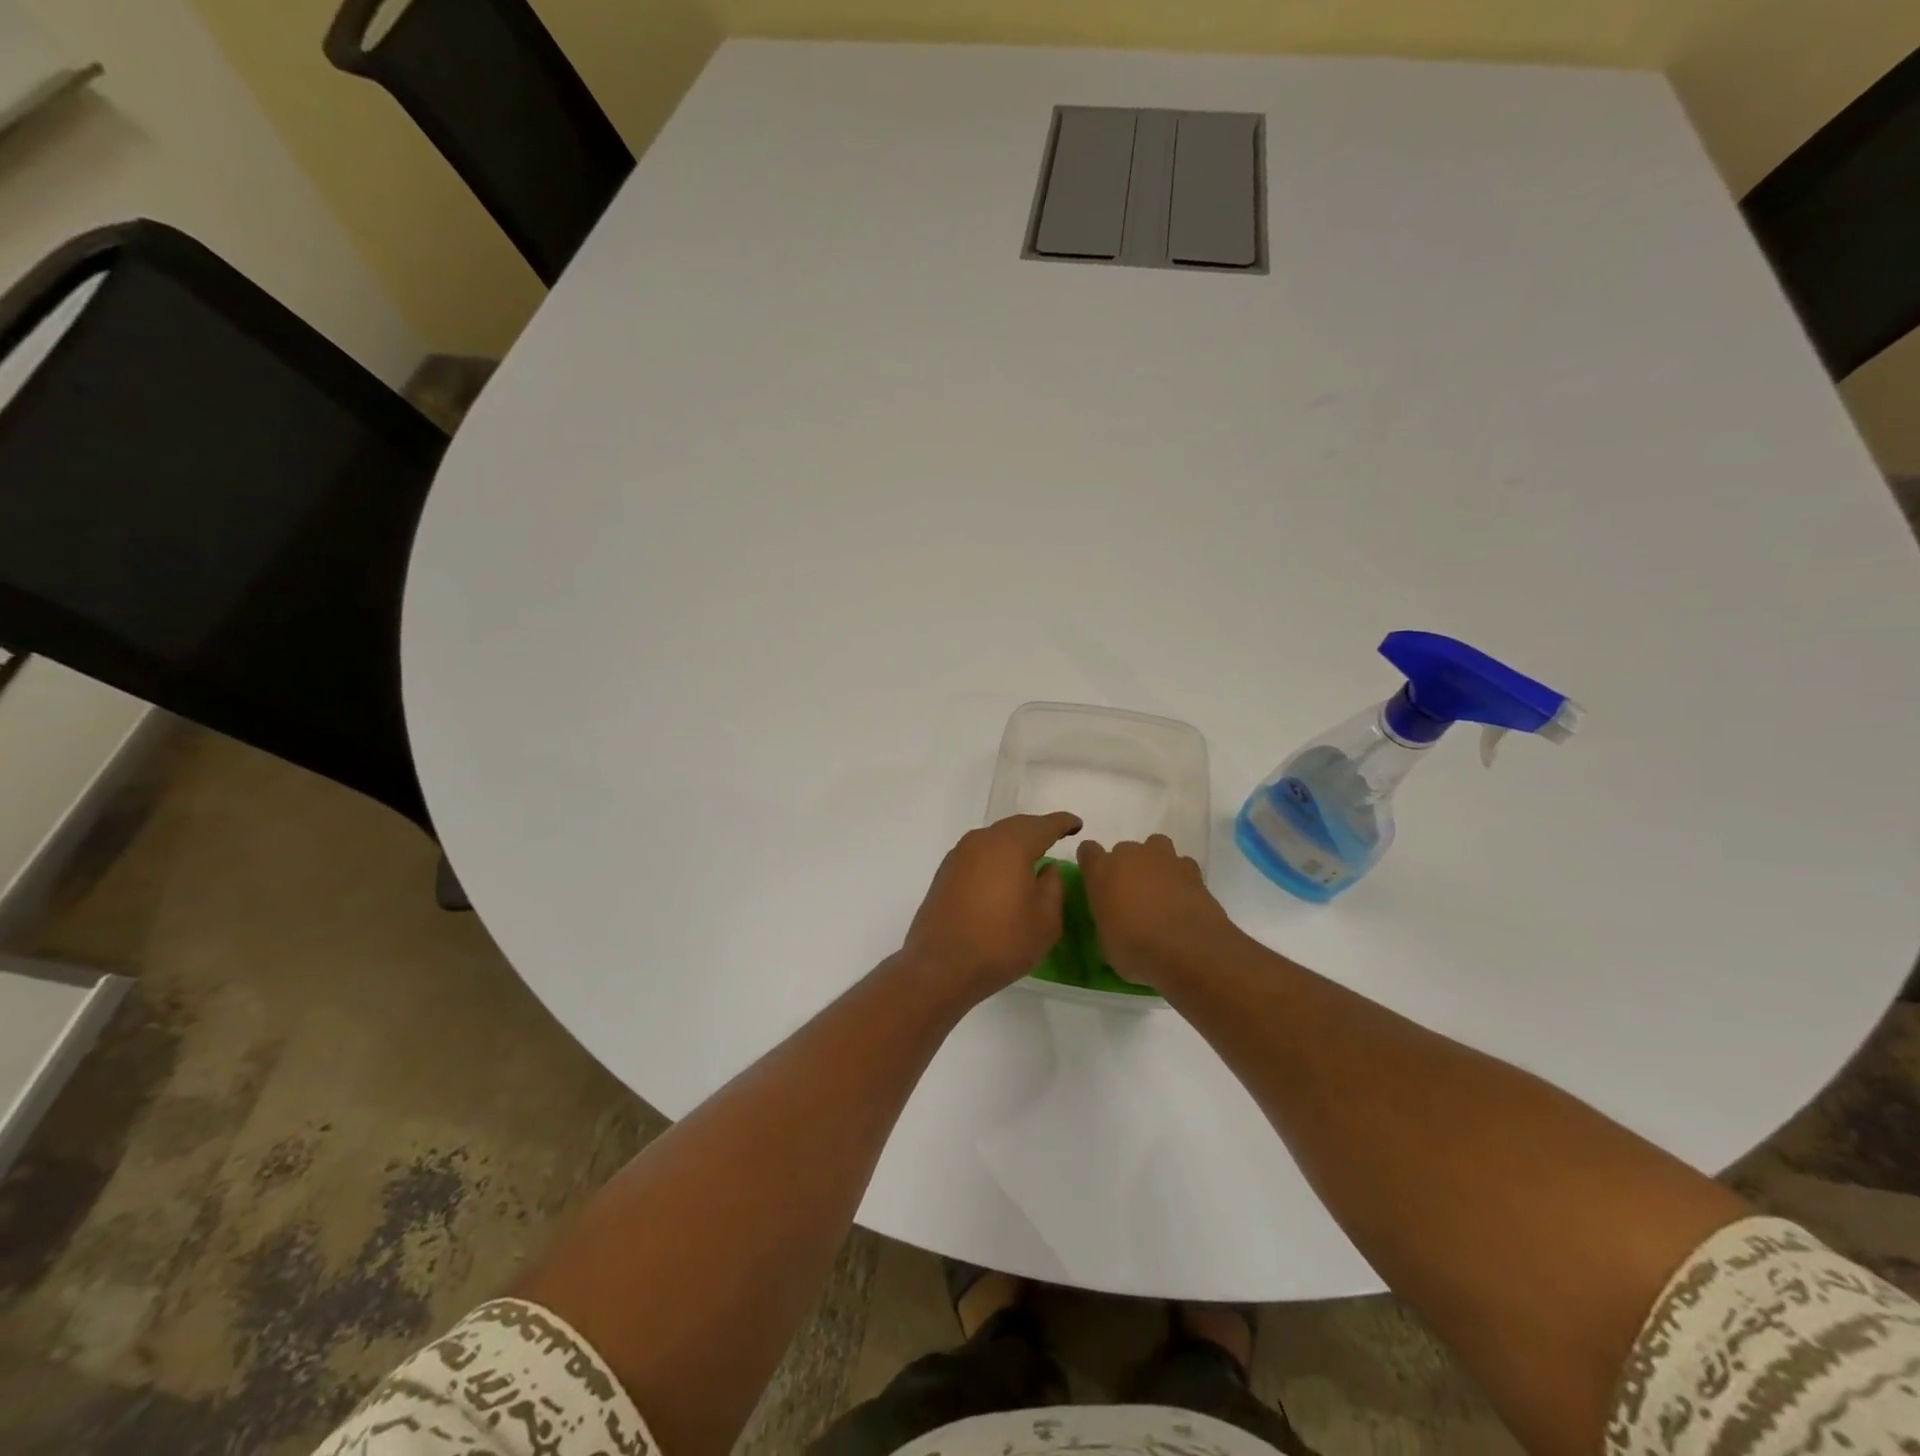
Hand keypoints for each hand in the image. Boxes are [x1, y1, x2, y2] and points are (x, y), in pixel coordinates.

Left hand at [903, 812, 1082, 1001]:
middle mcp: (983, 841)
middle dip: (1037, 830)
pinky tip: (1002, 873)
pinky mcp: (945, 871)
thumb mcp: (1045, 921)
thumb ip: (1053, 887)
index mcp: (1011, 846)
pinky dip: (996, 856)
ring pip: (994, 838)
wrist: (941, 966)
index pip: (1043, 826)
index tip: (1076, 825)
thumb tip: (1048, 868)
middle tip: (1055, 838)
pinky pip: (979, 853)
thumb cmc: (1001, 943)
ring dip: (1014, 842)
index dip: (1062, 823)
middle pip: (1016, 826)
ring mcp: (960, 854)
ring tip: (1031, 856)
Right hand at [1077, 835, 1239, 989]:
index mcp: (1102, 871)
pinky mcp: (1193, 870)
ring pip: (1155, 847)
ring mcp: (1164, 859)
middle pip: (1123, 850)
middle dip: (1126, 868)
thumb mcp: (1105, 941)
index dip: (1092, 865)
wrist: (1188, 951)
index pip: (1088, 851)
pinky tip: (1183, 898)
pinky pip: (1182, 865)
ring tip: (1159, 890)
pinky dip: (1181, 877)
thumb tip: (1112, 920)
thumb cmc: (1135, 949)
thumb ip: (1106, 919)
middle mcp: (1131, 855)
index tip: (1097, 882)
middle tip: (1131, 896)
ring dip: (1154, 863)